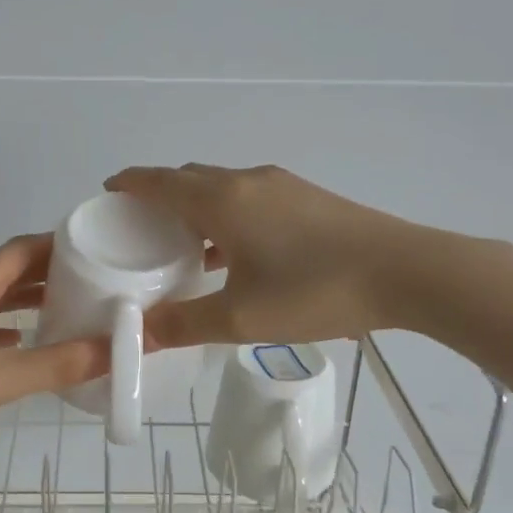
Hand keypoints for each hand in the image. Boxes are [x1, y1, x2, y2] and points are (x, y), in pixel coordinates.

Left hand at [0, 234, 107, 456]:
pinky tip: (25, 344)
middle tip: (97, 282)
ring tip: (70, 310)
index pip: (24, 249)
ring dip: (30, 300)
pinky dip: (9, 327)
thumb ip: (58, 364)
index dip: (61, 245)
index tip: (100, 250)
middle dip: (52, 273)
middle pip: (11, 270)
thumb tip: (115, 350)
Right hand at [104, 163, 426, 348]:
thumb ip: (184, 325)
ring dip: (197, 207)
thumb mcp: (242, 318)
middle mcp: (248, 181)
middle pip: (190, 178)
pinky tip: (236, 252)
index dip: (130, 184)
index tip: (108, 192)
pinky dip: (228, 215)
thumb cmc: (314, 291)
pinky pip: (250, 198)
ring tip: (184, 244)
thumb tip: (138, 334)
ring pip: (223, 187)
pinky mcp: (309, 198)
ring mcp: (283, 186)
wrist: (404, 272)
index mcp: (222, 200)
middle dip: (160, 195)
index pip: (160, 181)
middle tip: (141, 228)